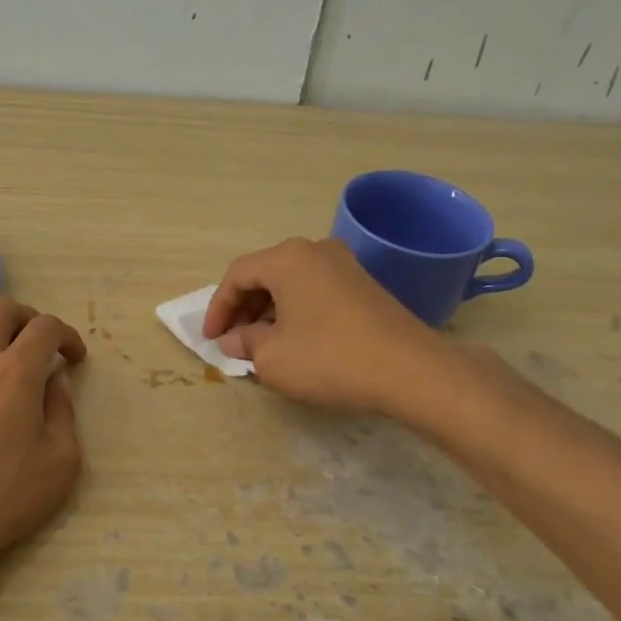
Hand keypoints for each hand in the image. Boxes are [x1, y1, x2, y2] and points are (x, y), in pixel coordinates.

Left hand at [0, 297, 86, 587]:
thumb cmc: (0, 497)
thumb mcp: (59, 463)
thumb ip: (62, 414)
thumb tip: (54, 384)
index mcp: (16, 371)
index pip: (45, 327)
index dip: (67, 335)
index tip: (75, 358)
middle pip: (1, 308)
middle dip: (28, 317)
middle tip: (42, 344)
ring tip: (4, 357)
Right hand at [201, 237, 445, 415]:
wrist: (410, 370)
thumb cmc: (329, 359)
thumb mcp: (272, 358)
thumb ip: (245, 343)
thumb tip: (235, 339)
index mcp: (287, 259)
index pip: (237, 275)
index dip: (218, 308)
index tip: (210, 339)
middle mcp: (315, 251)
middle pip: (265, 274)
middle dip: (243, 309)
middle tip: (232, 341)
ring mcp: (345, 265)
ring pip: (291, 283)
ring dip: (269, 311)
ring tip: (260, 345)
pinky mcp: (364, 285)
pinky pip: (315, 292)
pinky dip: (296, 312)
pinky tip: (295, 341)